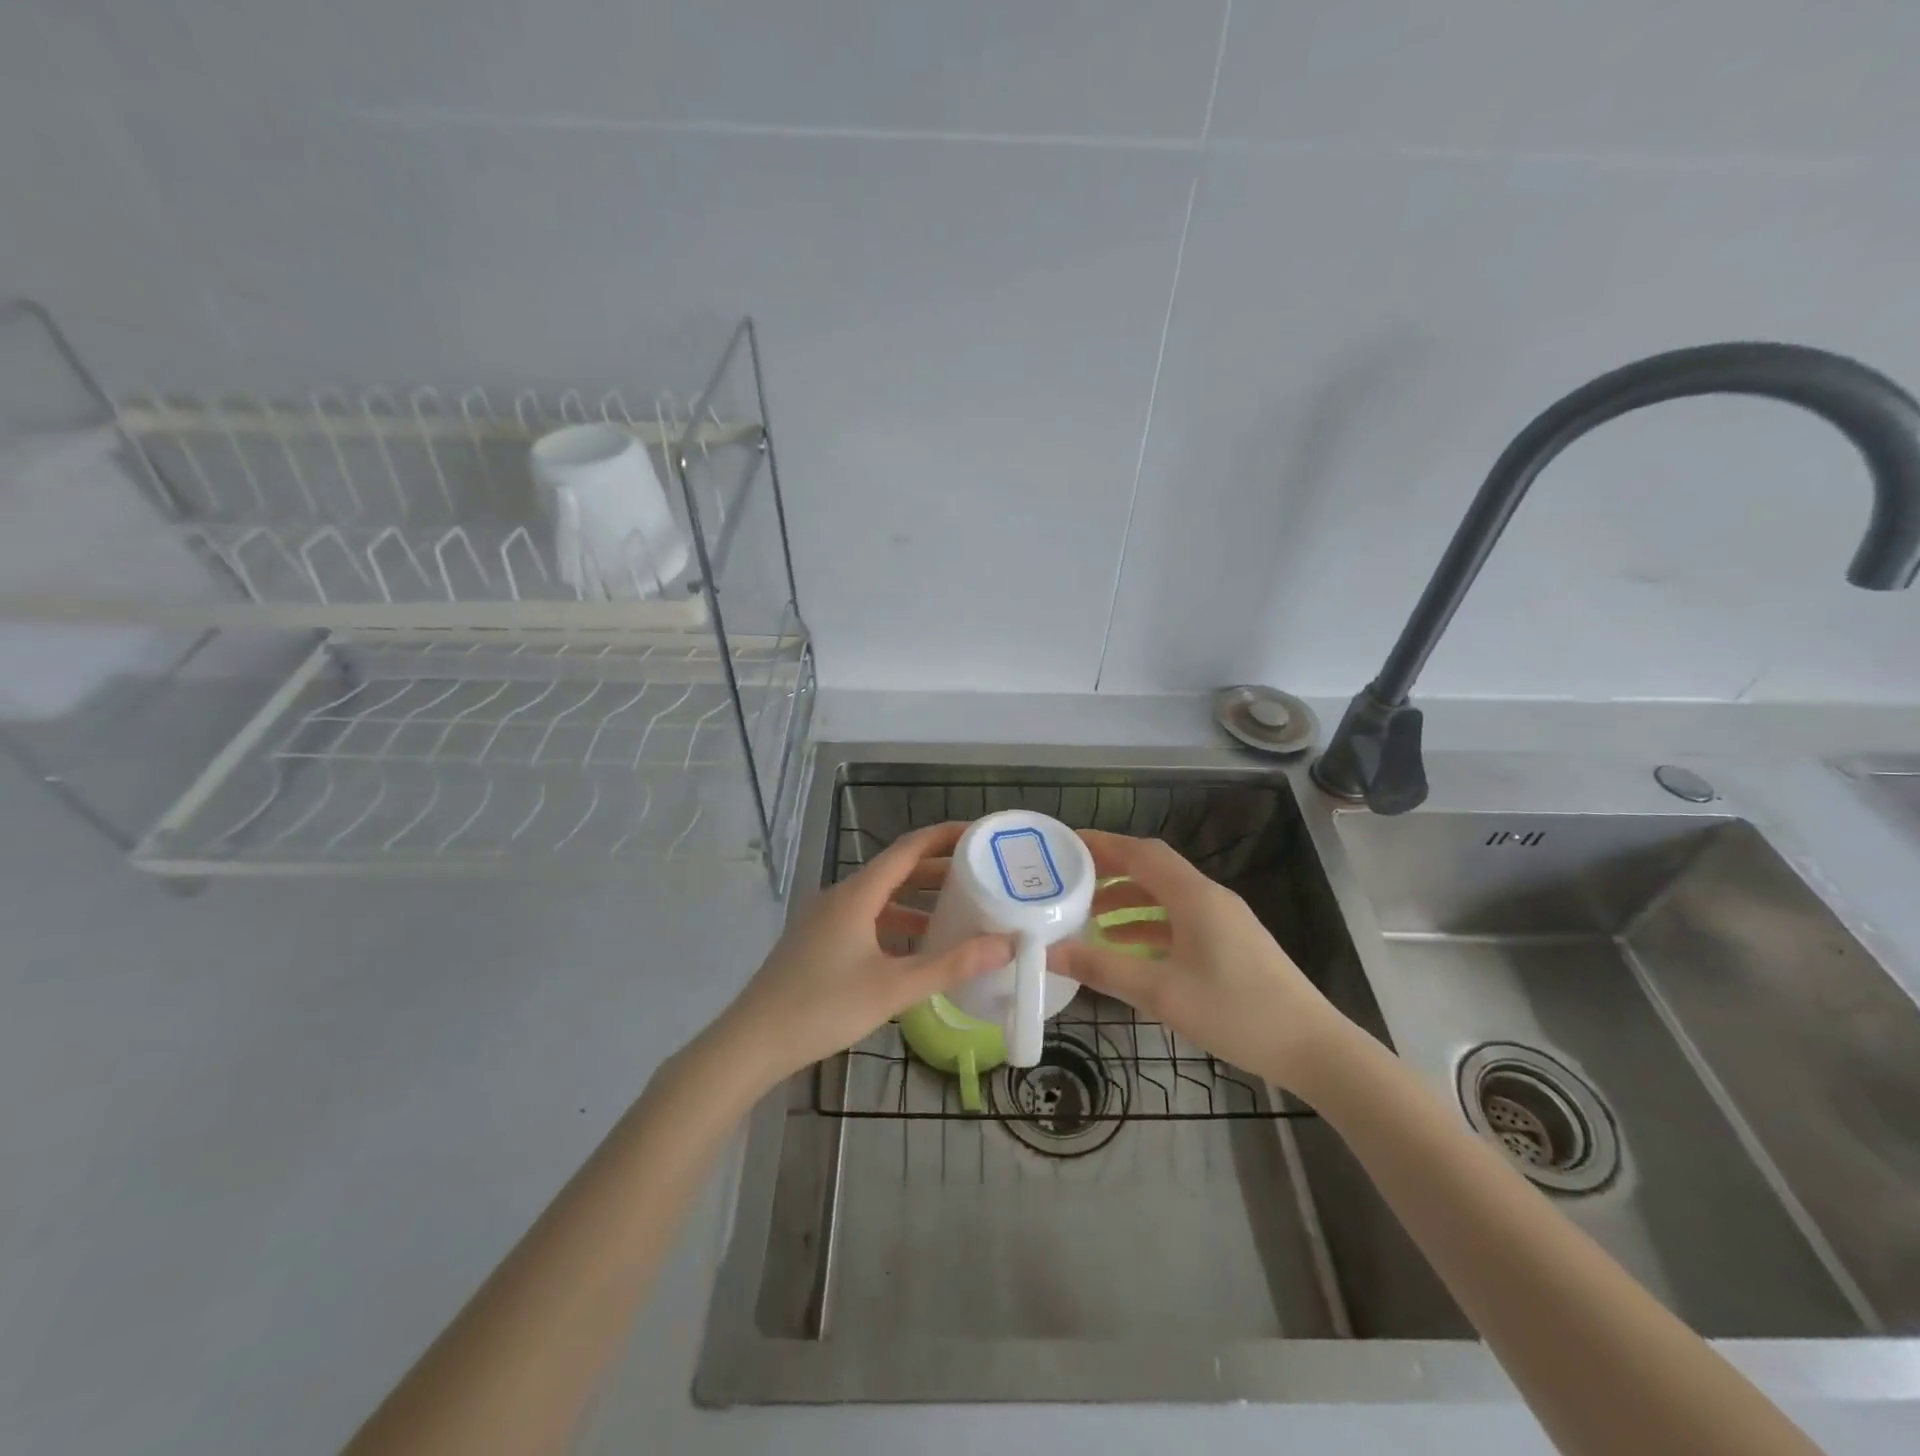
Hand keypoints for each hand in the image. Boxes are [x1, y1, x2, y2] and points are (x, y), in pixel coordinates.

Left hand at [713, 822, 1011, 1092]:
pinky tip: (916, 948)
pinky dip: (896, 924)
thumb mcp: (893, 988)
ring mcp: (825, 919)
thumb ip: (950, 965)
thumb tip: (1006, 944)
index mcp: (857, 894)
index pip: (908, 848)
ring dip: (918, 900)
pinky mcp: (818, 942)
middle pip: (896, 870)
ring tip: (959, 912)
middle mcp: (840, 896)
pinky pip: (866, 919)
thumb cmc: (823, 1007)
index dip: (945, 836)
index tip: (980, 834)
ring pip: (881, 898)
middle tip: (981, 875)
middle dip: (938, 870)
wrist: (751, 1043)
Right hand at [1051, 830, 1352, 1093]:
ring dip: (1128, 899)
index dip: (1102, 844)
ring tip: (1088, 916)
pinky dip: (1148, 923)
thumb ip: (1102, 969)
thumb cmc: (1236, 1012)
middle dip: (1110, 870)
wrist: (1312, 1047)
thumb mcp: (1161, 992)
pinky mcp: (1230, 941)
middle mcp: (1208, 896)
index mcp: (1193, 896)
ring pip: (1165, 895)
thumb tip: (1048, 953)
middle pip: (1152, 868)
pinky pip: (1179, 918)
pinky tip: (1126, 946)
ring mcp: (1223, 919)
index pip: (1140, 853)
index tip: (1065, 845)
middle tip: (1069, 880)